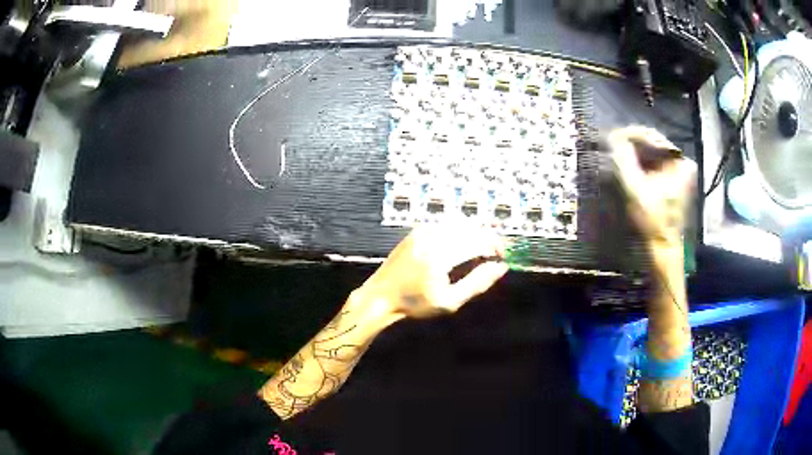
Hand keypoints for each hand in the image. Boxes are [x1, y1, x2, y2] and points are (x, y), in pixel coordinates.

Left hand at [349, 226, 508, 323]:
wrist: (380, 296)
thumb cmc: (415, 304)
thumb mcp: (449, 301)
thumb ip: (477, 283)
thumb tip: (501, 268)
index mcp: (441, 254)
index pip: (478, 241)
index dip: (496, 247)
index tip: (503, 257)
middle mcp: (433, 236)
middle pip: (471, 228)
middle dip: (487, 239)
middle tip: (494, 256)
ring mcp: (423, 231)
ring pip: (459, 224)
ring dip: (474, 234)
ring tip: (480, 253)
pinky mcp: (418, 231)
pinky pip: (446, 225)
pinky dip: (460, 232)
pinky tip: (462, 247)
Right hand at [610, 126, 696, 248]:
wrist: (662, 248)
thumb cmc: (653, 220)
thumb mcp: (636, 188)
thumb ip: (625, 160)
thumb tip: (613, 137)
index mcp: (680, 162)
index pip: (652, 136)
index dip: (630, 135)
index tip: (612, 137)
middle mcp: (683, 162)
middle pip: (653, 144)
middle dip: (632, 145)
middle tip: (612, 145)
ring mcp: (679, 172)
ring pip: (653, 154)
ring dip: (635, 154)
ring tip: (617, 154)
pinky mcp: (674, 181)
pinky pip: (655, 164)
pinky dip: (640, 164)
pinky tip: (628, 166)